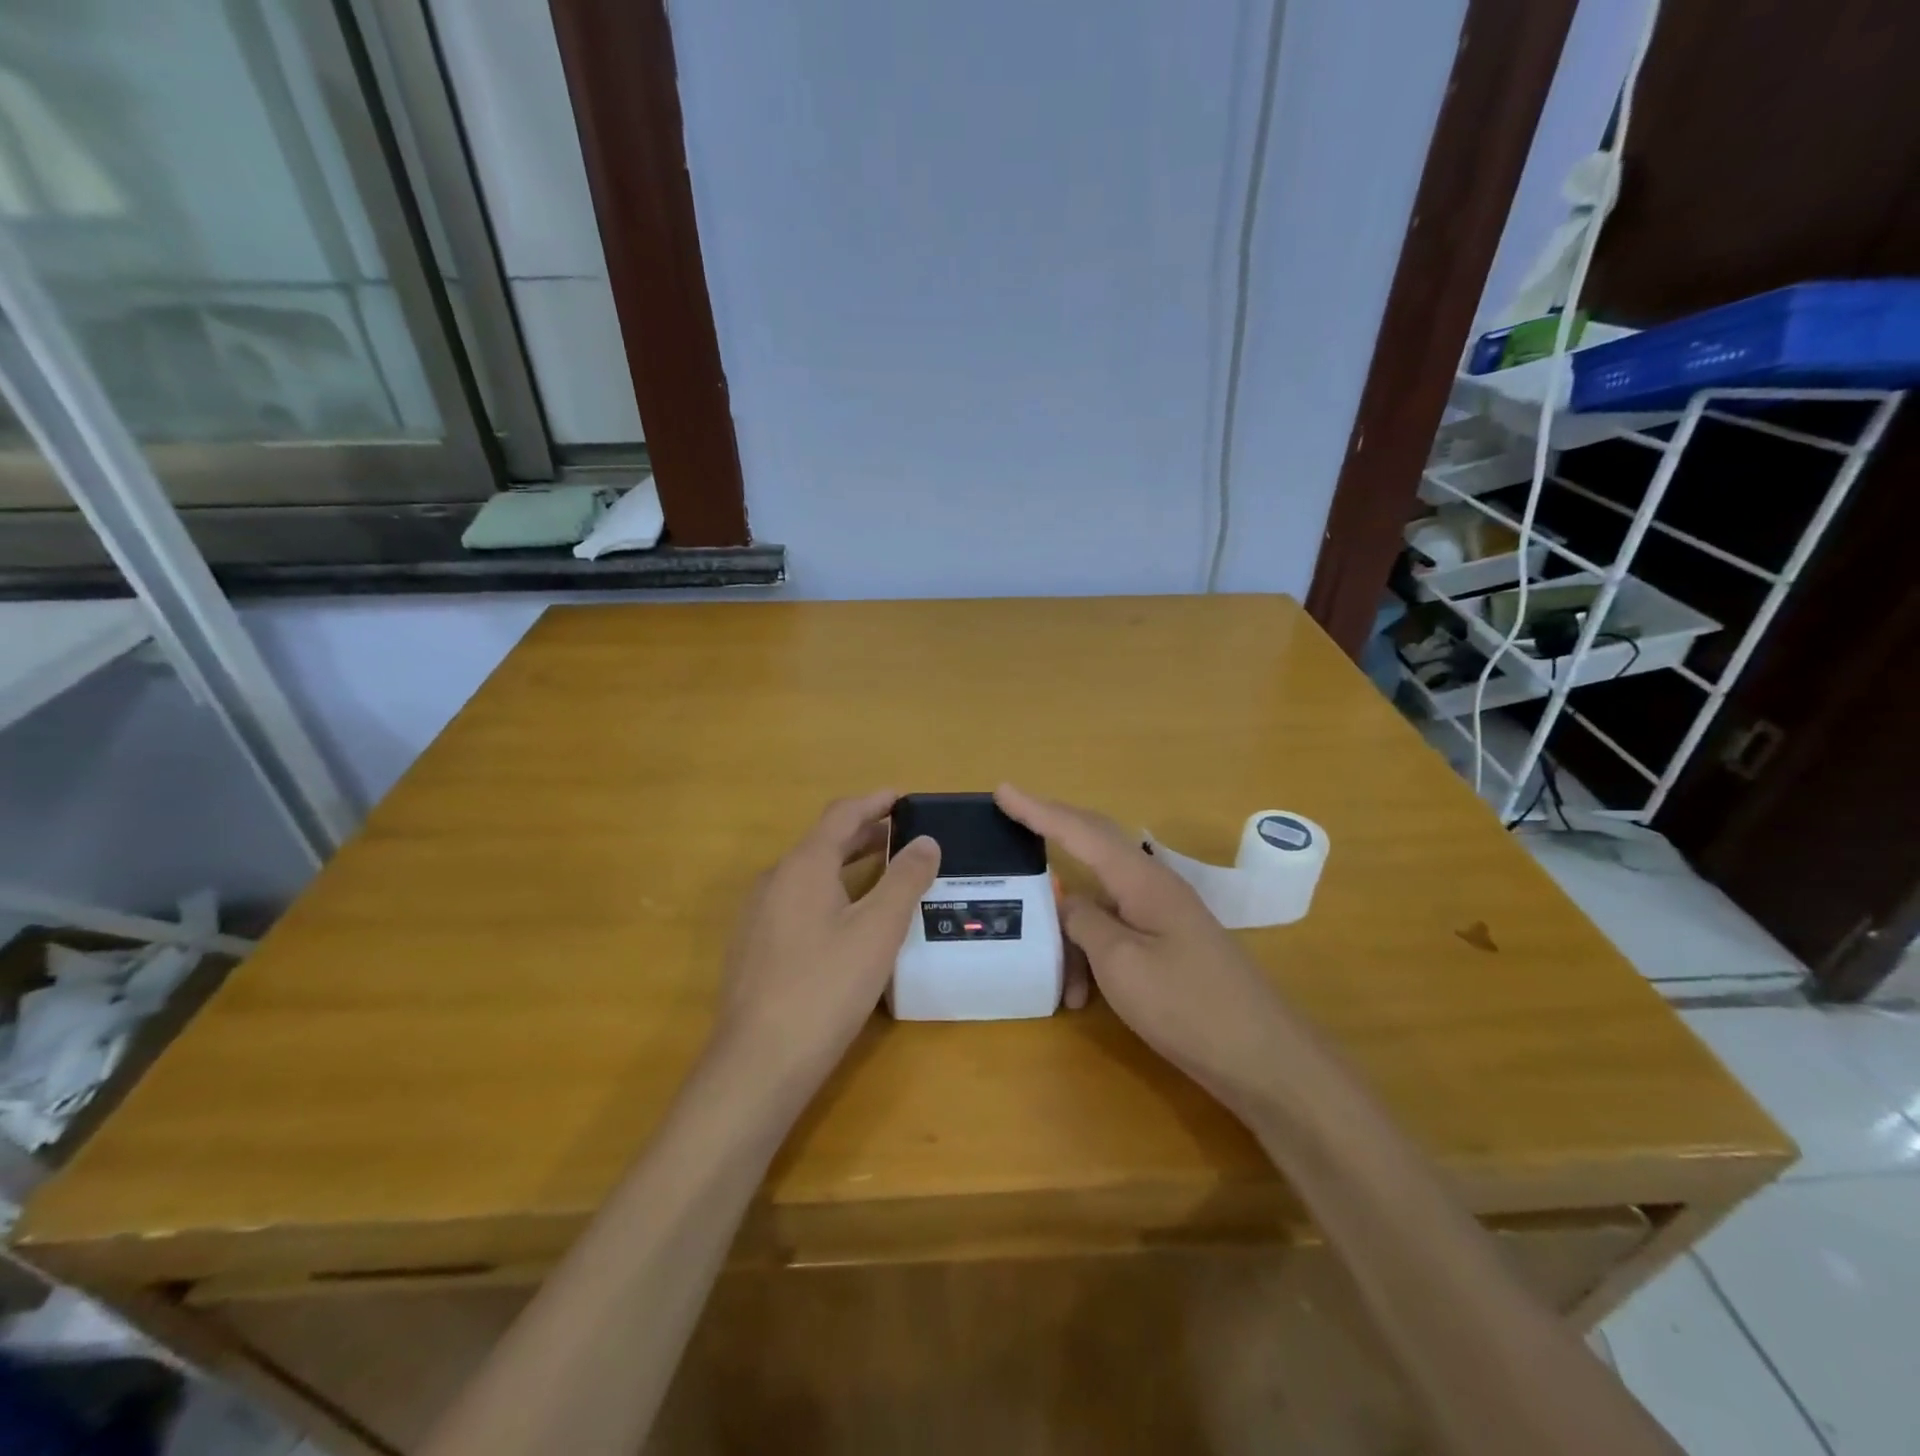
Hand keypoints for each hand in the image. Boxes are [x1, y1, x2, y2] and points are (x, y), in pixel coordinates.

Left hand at [713, 791, 939, 1089]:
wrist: (758, 1063)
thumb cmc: (825, 987)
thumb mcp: (878, 930)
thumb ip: (905, 879)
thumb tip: (926, 841)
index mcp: (802, 865)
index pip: (841, 814)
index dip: (875, 802)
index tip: (905, 798)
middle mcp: (774, 880)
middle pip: (823, 842)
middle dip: (865, 833)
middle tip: (905, 835)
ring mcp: (758, 916)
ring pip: (809, 874)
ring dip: (848, 865)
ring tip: (884, 872)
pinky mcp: (754, 948)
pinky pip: (797, 902)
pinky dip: (830, 893)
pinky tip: (849, 921)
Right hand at [996, 784, 1302, 1118]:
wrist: (1262, 1058)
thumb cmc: (1188, 1006)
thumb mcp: (1121, 964)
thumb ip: (1085, 923)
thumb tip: (1067, 902)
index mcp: (1142, 881)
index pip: (1081, 831)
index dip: (1038, 810)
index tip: (1003, 790)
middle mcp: (1153, 888)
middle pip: (1094, 847)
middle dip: (1052, 834)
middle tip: (1012, 822)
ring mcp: (1163, 917)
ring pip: (1100, 905)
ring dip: (1071, 936)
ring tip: (1060, 985)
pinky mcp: (1168, 946)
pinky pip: (1115, 933)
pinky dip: (1091, 957)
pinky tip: (1083, 997)